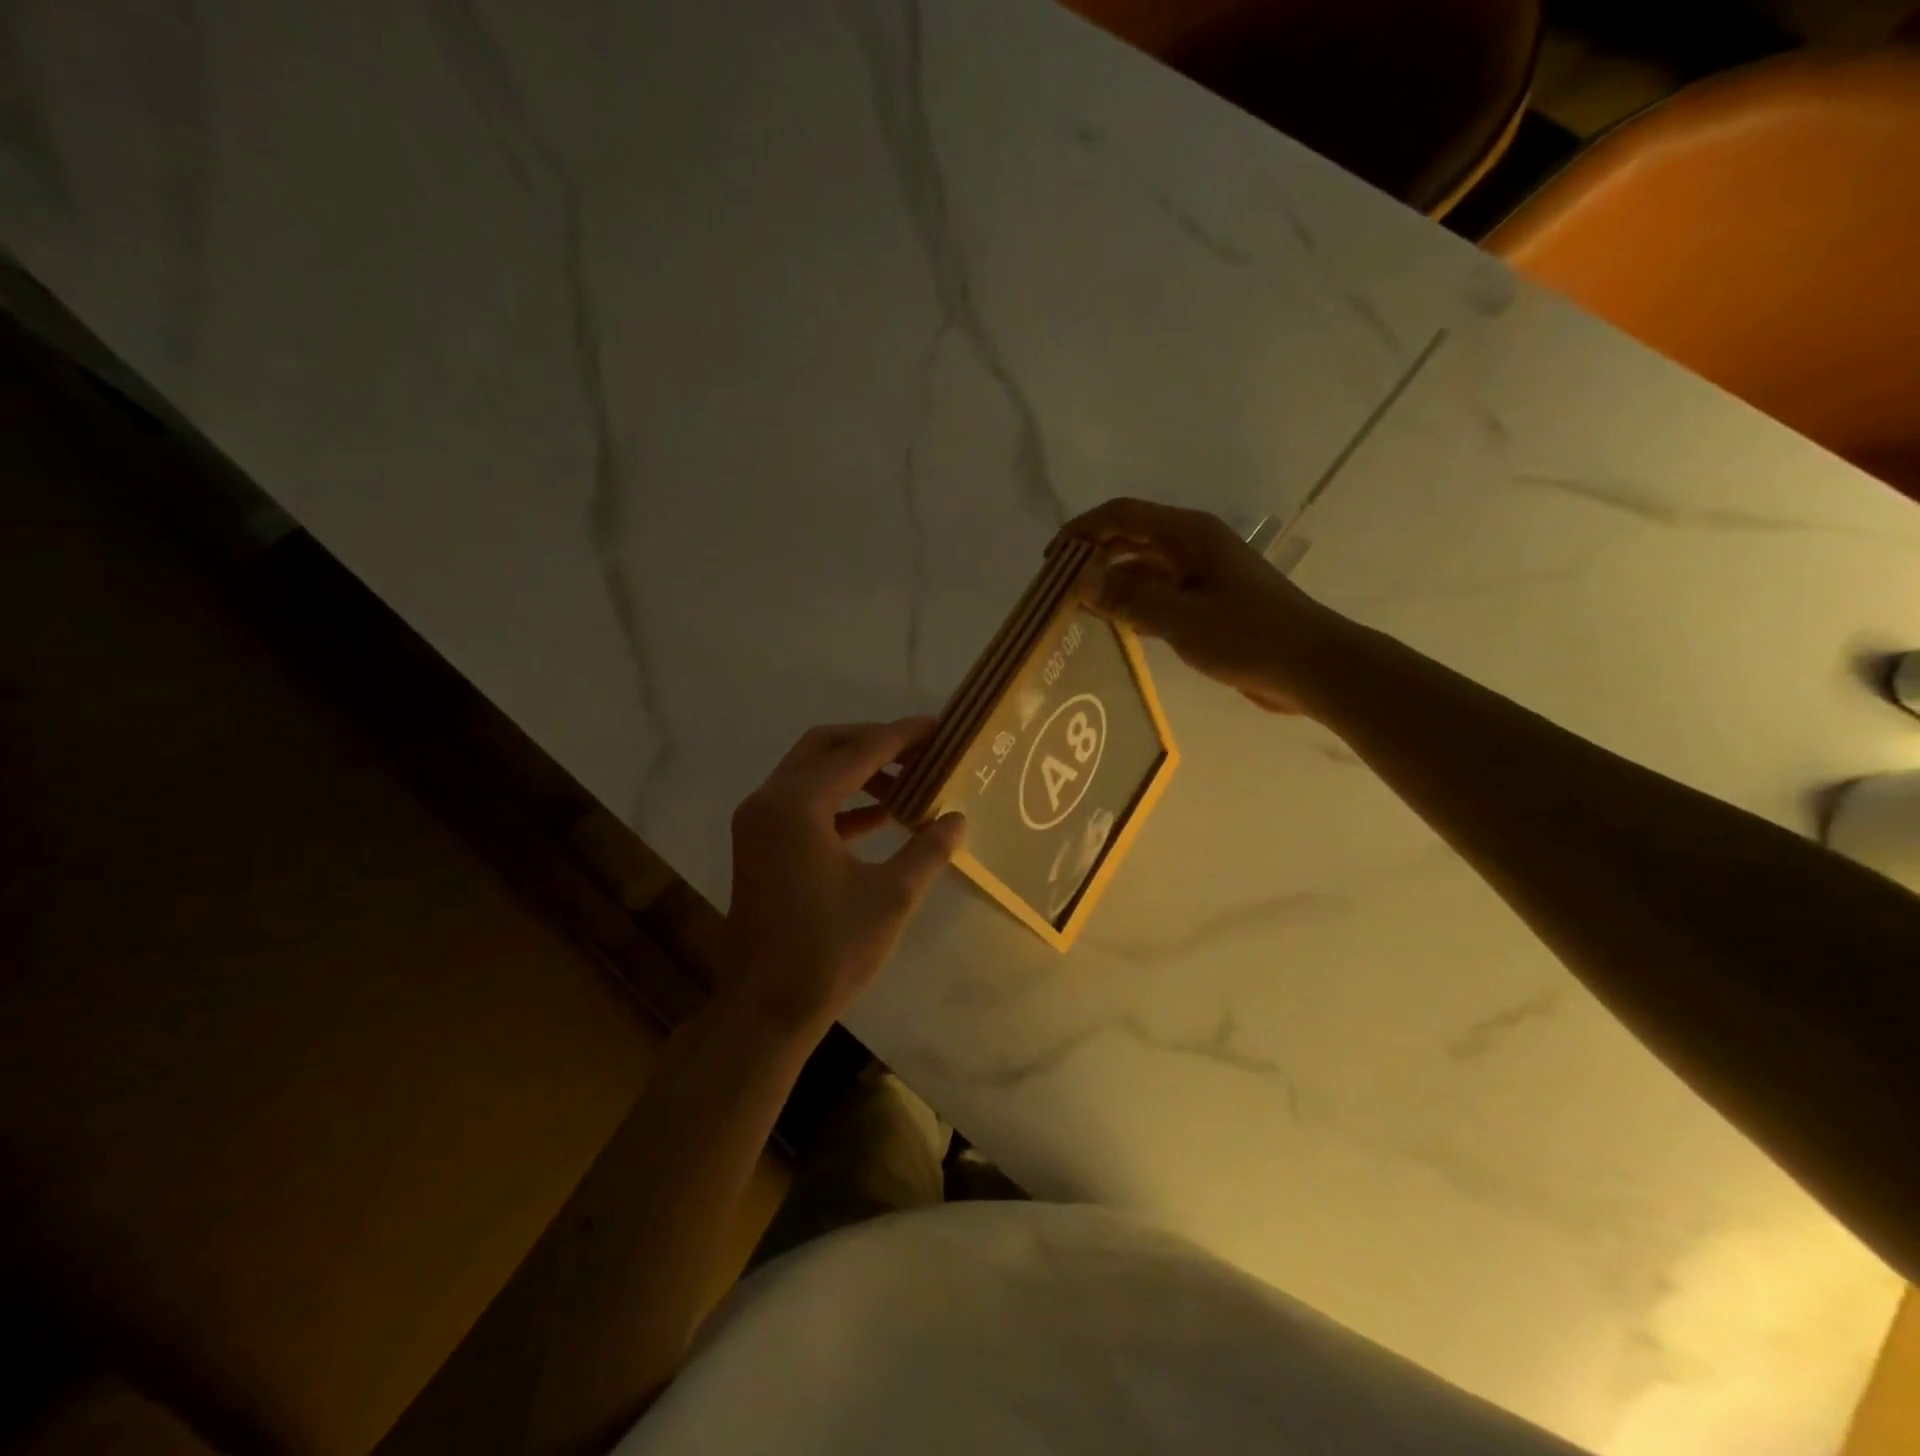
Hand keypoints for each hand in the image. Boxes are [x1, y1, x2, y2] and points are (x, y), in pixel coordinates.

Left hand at [721, 717, 966, 1038]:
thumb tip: (957, 819)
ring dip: (858, 771)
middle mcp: (769, 801)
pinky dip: (841, 801)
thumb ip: (927, 849)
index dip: (901, 736)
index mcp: (797, 804)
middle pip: (826, 747)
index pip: (858, 752)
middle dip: (875, 743)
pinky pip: (804, 803)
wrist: (765, 1009)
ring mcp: (759, 823)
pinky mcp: (760, 845)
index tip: (938, 726)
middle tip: (921, 749)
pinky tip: (881, 816)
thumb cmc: (829, 951)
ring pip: (812, 773)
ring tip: (909, 782)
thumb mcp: (890, 897)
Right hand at [1060, 497, 1351, 715]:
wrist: (1311, 666)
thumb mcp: (1179, 618)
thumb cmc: (1247, 635)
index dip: (1082, 530)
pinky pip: (1160, 595)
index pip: (1122, 515)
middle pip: (1131, 538)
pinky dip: (1135, 605)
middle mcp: (1193, 546)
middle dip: (1093, 557)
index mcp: (1188, 535)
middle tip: (1058, 588)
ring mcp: (1202, 575)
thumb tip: (1078, 577)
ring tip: (1078, 610)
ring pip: (1144, 569)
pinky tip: (1115, 627)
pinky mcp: (1208, 603)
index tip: (1050, 559)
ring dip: (1112, 584)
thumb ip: (1127, 597)